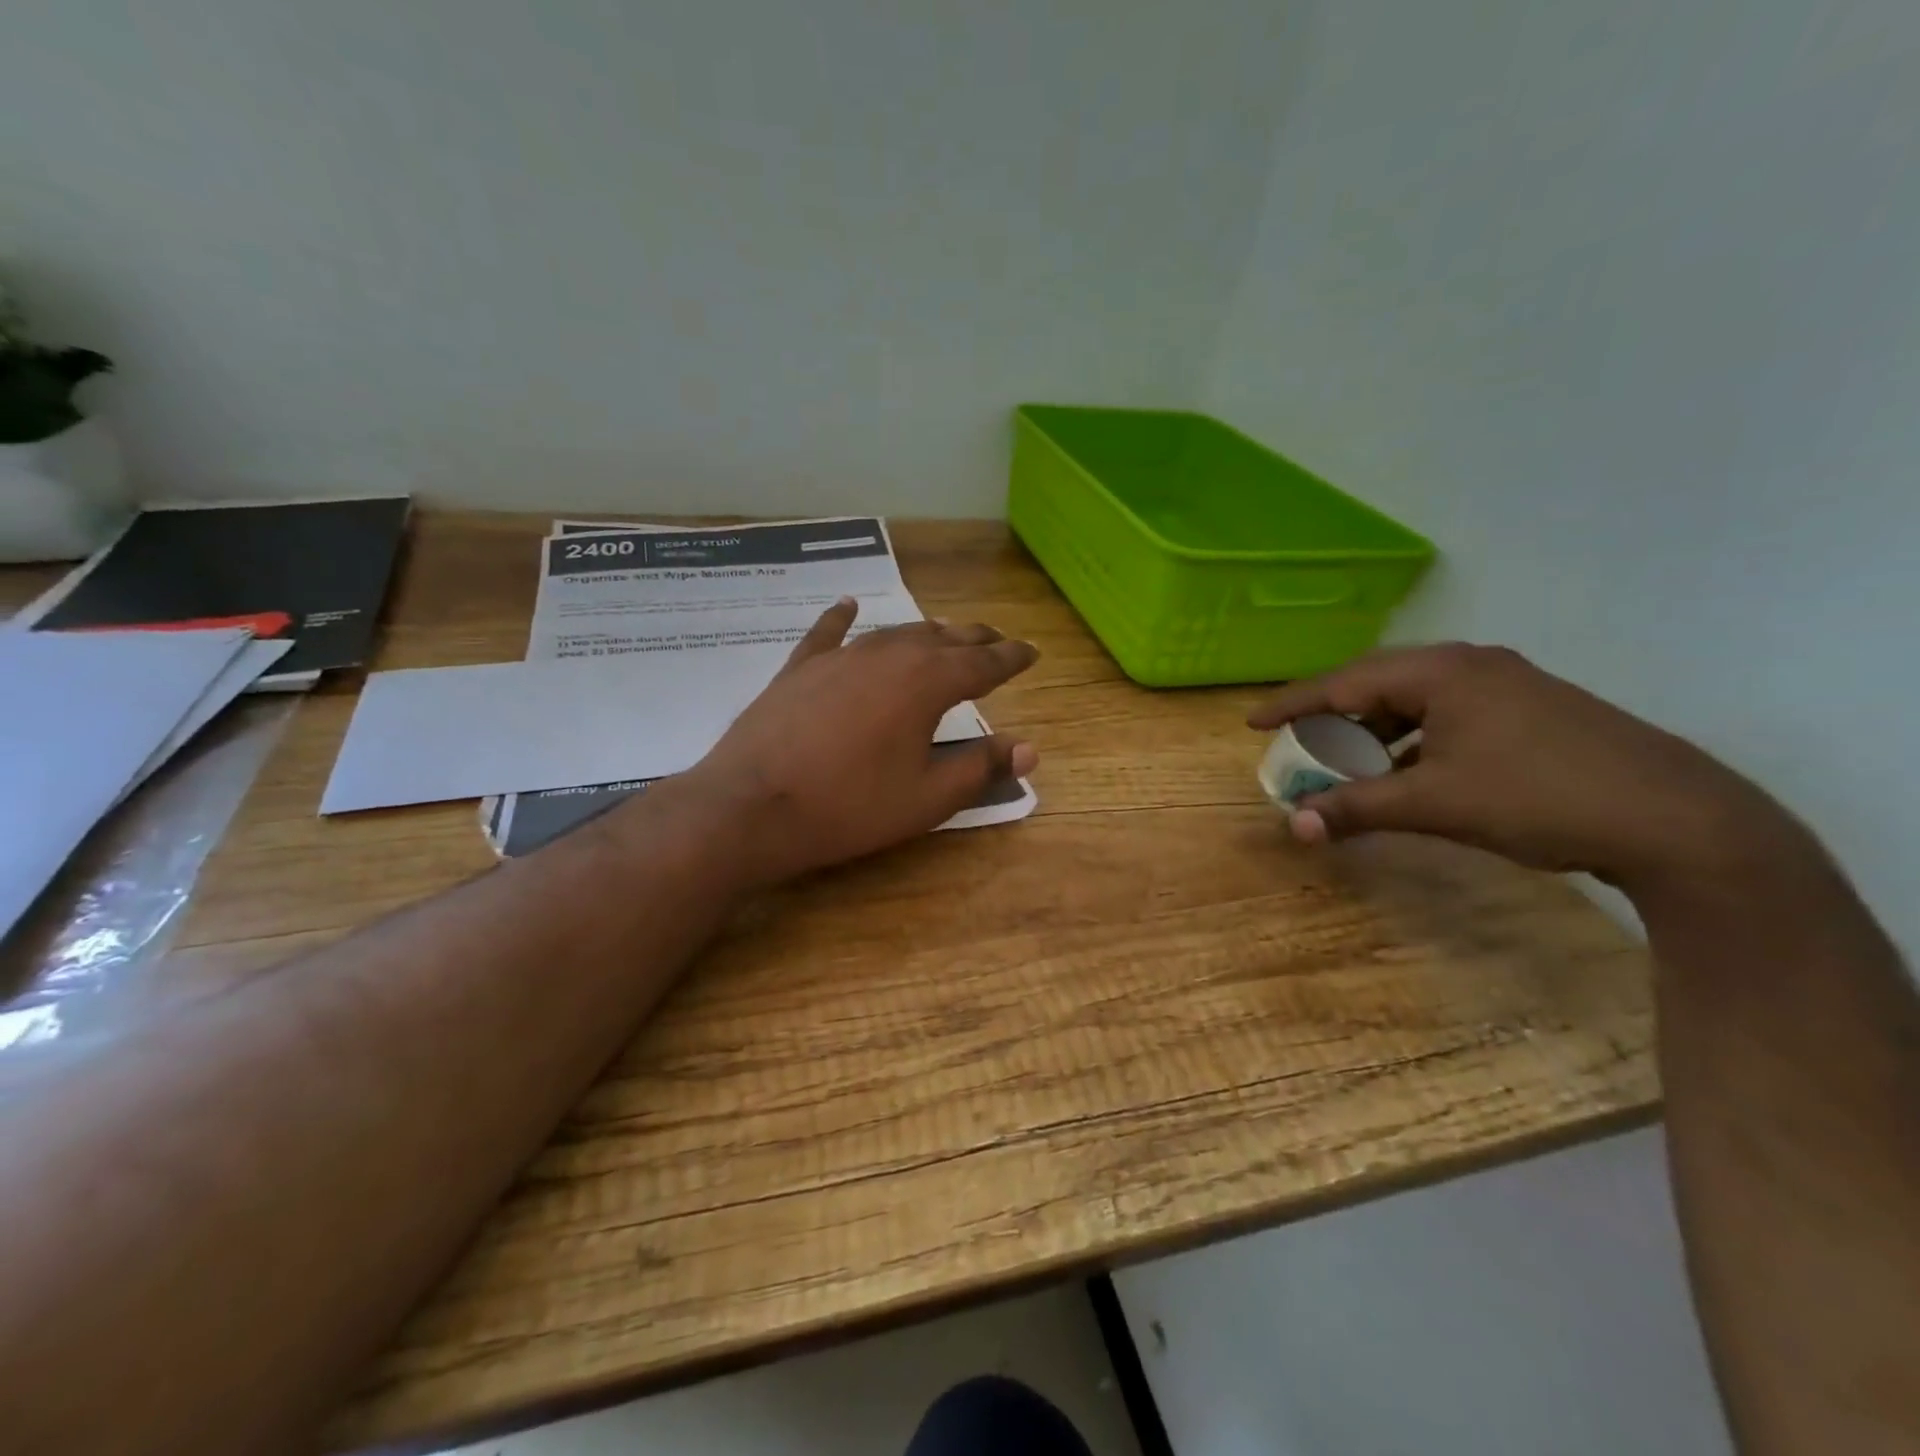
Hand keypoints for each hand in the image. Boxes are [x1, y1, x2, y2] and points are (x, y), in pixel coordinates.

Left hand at [669, 599, 1038, 886]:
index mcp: (927, 683)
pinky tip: (849, 605)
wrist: (751, 806)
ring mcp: (840, 656)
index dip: (1012, 658)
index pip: (983, 664)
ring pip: (895, 632)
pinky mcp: (800, 668)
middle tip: (997, 642)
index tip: (1032, 652)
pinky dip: (842, 618)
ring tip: (945, 633)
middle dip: (975, 640)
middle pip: (943, 638)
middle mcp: (888, 655)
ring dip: (926, 632)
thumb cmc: (849, 807)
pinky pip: (828, 633)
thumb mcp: (926, 798)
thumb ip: (980, 769)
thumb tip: (1030, 749)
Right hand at [1248, 644, 1786, 889]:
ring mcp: (1509, 686)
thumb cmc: (1538, 797)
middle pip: (1378, 683)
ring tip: (1349, 762)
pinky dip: (1414, 740)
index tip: (1253, 723)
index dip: (1292, 704)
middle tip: (1299, 742)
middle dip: (1332, 715)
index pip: (1344, 682)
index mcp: (1442, 672)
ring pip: (1416, 700)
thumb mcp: (1434, 804)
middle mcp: (1473, 665)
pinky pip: (1448, 714)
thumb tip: (1293, 826)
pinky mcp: (1533, 711)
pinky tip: (1410, 772)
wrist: (1678, 820)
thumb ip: (1356, 809)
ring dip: (1375, 730)